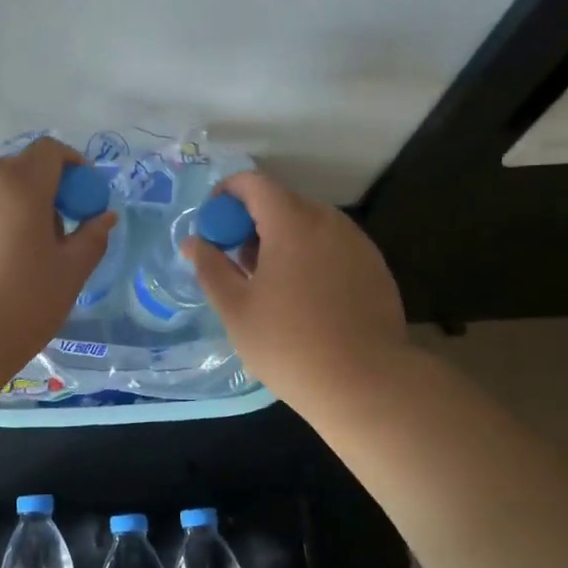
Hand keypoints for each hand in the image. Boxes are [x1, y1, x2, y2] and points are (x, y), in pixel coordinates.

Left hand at [0, 138, 117, 368]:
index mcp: (20, 185)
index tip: (82, 198)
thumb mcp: (70, 273)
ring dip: (11, 208)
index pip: (49, 150)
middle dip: (42, 189)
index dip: (72, 165)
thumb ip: (92, 238)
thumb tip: (105, 218)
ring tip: (20, 254)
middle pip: (18, 169)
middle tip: (56, 231)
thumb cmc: (22, 303)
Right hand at [185, 170, 407, 405]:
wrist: (367, 384)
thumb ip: (210, 267)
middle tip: (236, 263)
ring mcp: (357, 243)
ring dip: (282, 240)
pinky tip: (305, 299)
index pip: (253, 183)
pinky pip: (332, 246)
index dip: (226, 195)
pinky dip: (310, 256)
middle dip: (252, 222)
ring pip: (309, 225)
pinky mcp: (375, 267)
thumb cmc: (290, 345)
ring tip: (269, 285)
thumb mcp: (236, 309)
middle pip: (282, 202)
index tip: (213, 227)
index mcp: (292, 223)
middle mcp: (329, 221)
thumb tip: (193, 242)